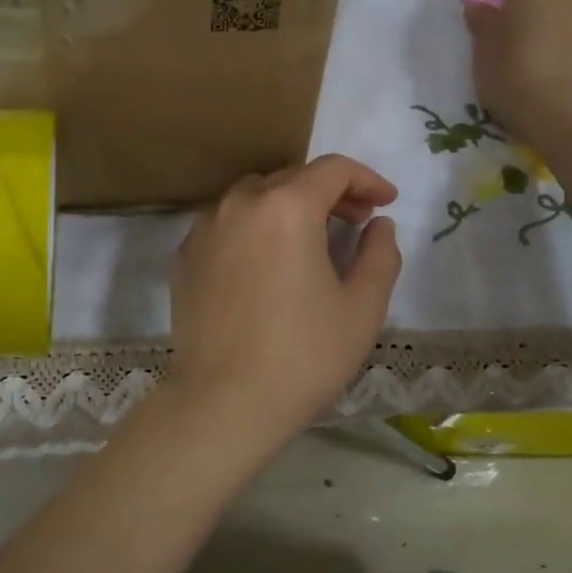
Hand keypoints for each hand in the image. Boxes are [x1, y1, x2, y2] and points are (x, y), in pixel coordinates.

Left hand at [167, 155, 402, 451]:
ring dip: (288, 207)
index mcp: (287, 206)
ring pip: (254, 197)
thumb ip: (380, 255)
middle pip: (291, 178)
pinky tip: (266, 263)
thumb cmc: (304, 355)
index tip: (386, 202)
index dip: (366, 180)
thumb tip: (378, 225)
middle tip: (356, 222)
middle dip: (330, 193)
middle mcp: (240, 203)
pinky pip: (226, 225)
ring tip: (310, 241)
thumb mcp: (362, 308)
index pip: (332, 170)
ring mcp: (205, 228)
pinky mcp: (185, 256)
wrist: (224, 402)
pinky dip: (253, 229)